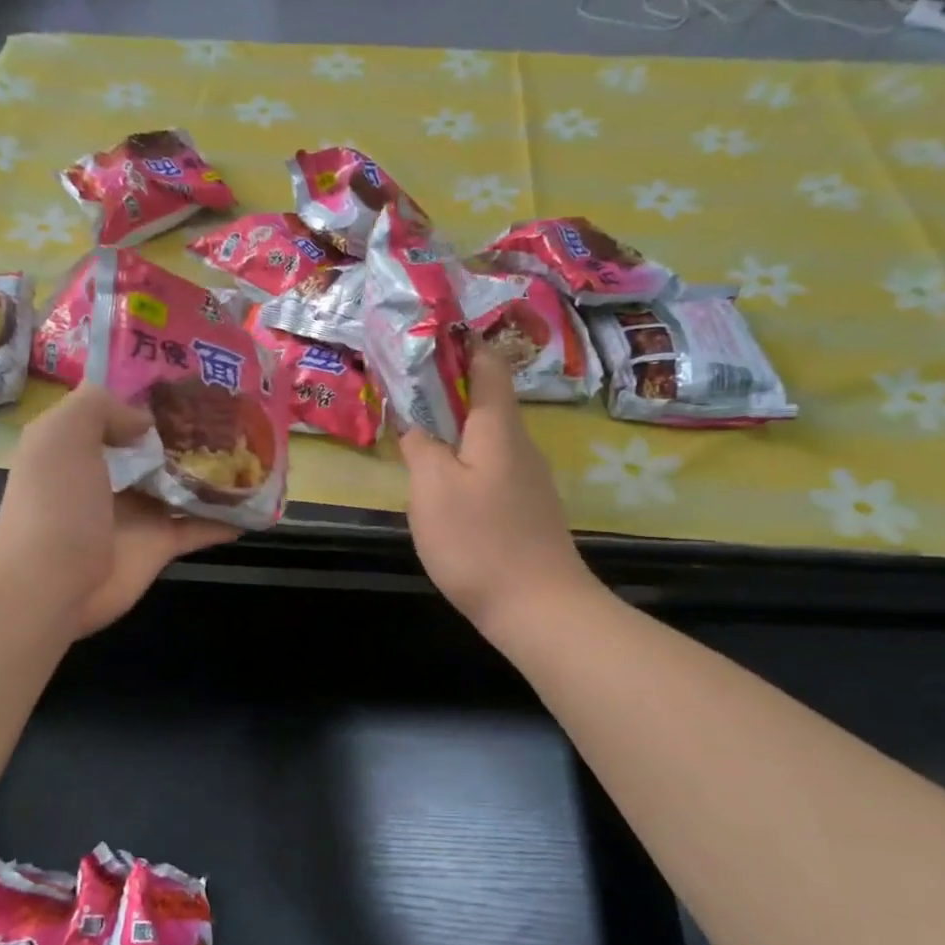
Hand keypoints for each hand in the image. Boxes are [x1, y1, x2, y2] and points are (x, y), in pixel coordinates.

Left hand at [0, 386, 238, 636]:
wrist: (50, 583)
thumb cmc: (55, 502)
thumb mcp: (63, 432)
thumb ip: (101, 407)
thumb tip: (145, 419)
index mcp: (79, 446)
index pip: (115, 411)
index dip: (147, 394)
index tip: (189, 377)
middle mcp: (108, 477)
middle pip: (154, 448)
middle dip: (188, 430)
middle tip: (234, 410)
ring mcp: (136, 513)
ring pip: (181, 485)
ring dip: (212, 472)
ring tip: (253, 449)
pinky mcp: (158, 545)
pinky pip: (199, 527)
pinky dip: (226, 518)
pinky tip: (258, 504)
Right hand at [397, 345, 592, 640]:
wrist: (539, 607)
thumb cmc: (479, 541)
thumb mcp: (432, 489)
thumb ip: (421, 447)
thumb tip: (415, 423)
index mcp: (499, 428)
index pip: (488, 365)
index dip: (460, 344)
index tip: (426, 337)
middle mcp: (521, 445)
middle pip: (488, 401)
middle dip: (449, 389)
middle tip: (405, 391)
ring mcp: (530, 480)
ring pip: (488, 439)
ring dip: (455, 429)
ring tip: (417, 435)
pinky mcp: (528, 510)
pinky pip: (493, 470)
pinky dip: (466, 463)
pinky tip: (444, 486)